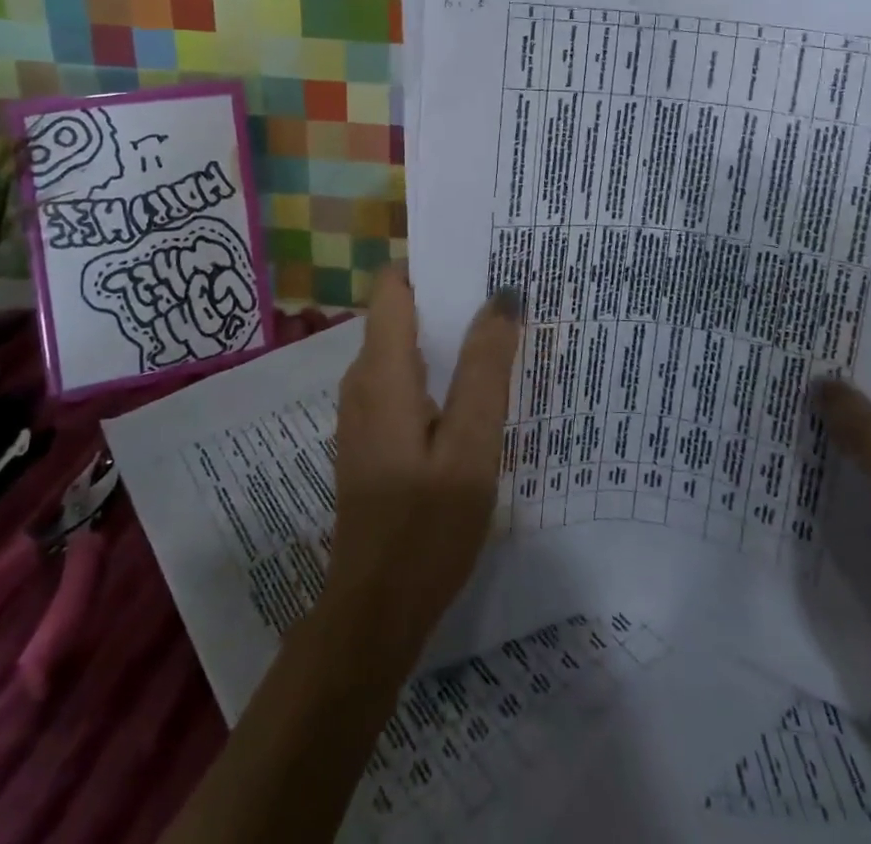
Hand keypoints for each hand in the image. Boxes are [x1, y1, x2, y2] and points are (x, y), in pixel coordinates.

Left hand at [321, 269, 521, 662]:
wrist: (374, 611)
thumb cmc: (426, 528)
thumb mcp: (470, 448)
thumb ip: (485, 370)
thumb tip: (502, 297)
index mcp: (382, 372)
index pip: (393, 285)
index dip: (431, 263)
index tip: (480, 258)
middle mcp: (363, 379)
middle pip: (401, 312)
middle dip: (449, 297)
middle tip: (507, 296)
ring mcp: (363, 409)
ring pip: (404, 347)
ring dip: (447, 335)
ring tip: (501, 334)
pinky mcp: (372, 435)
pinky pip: (403, 379)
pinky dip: (438, 369)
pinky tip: (475, 389)